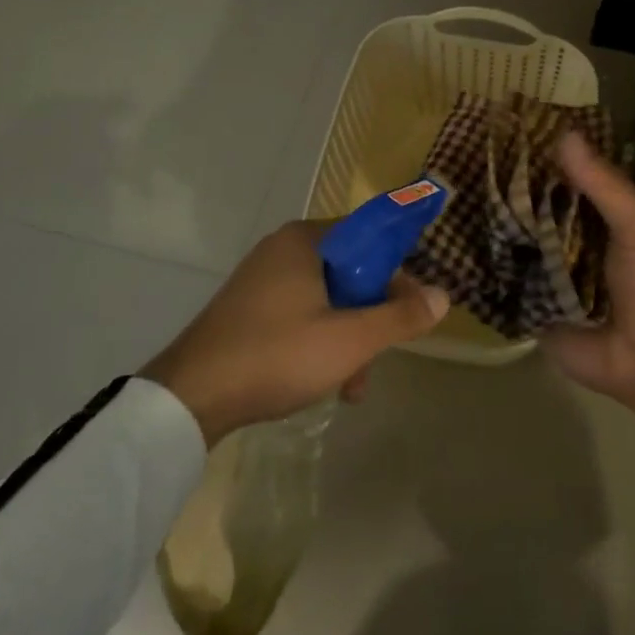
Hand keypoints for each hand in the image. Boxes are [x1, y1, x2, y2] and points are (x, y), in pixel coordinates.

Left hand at [144, 221, 448, 444]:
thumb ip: (401, 317)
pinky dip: (321, 341)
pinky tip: (326, 383)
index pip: (371, 238)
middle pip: (351, 273)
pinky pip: (302, 314)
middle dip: (372, 318)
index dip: (399, 274)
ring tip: (352, 387)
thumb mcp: (350, 340)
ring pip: (328, 299)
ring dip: (349, 339)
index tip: (412, 310)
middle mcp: (284, 250)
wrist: (190, 396)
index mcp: (306, 240)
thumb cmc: (278, 355)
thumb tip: (443, 296)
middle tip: (379, 358)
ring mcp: (262, 279)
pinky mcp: (249, 308)